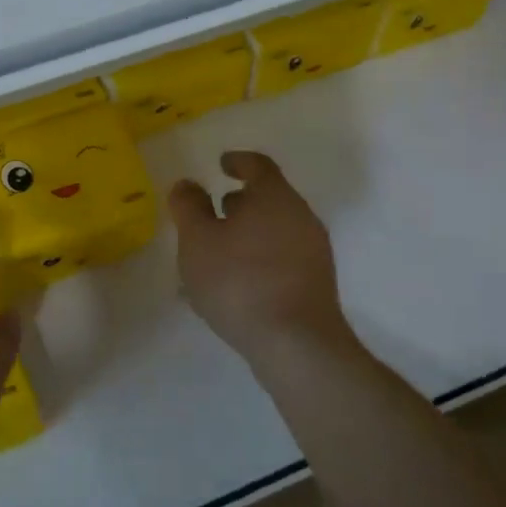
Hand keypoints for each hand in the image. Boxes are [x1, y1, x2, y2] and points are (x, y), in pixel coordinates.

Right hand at [168, 151, 355, 369]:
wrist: (296, 345)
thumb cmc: (240, 281)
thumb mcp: (197, 240)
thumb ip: (189, 207)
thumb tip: (188, 184)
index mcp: (275, 197)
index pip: (259, 165)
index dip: (238, 161)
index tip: (221, 164)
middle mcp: (301, 217)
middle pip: (270, 198)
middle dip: (239, 203)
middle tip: (212, 213)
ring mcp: (314, 252)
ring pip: (275, 231)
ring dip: (247, 235)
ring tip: (216, 256)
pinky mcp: (316, 284)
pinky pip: (282, 259)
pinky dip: (258, 260)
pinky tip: (235, 286)